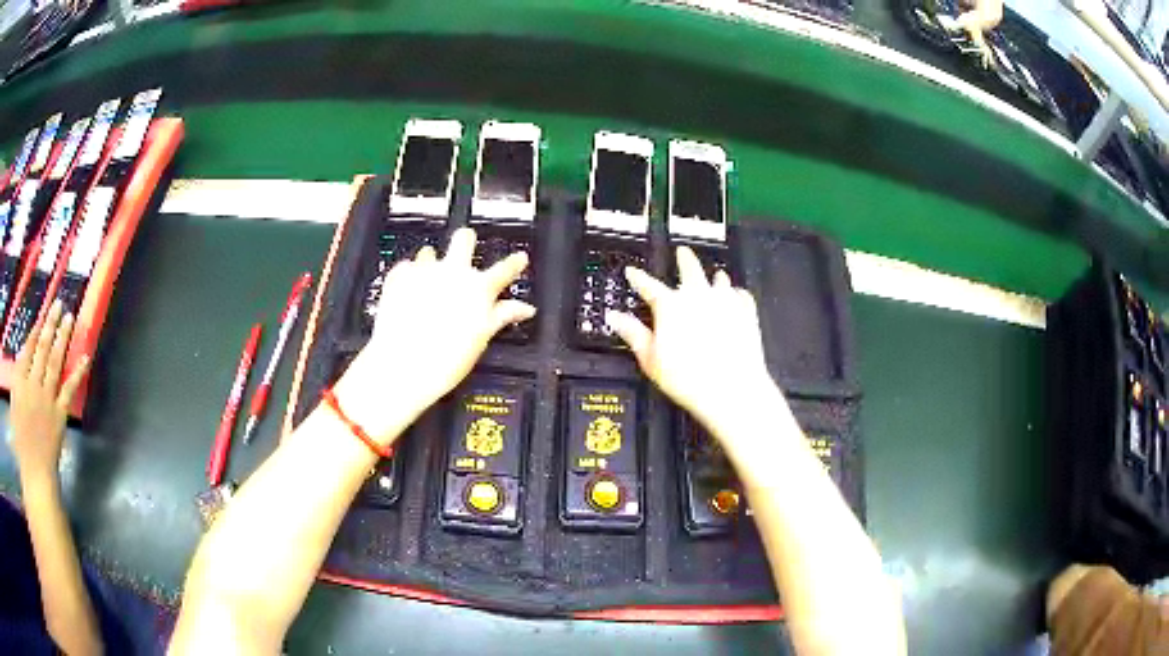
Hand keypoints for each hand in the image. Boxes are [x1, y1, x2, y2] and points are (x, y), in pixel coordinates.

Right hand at [9, 300, 90, 480]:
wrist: (35, 471)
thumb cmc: (21, 442)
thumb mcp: (14, 405)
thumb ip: (18, 382)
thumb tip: (23, 360)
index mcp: (20, 380)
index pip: (28, 348)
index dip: (37, 328)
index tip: (44, 313)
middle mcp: (33, 383)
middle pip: (42, 347)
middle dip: (51, 323)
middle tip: (59, 303)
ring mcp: (47, 397)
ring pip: (55, 360)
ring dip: (62, 337)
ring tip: (70, 317)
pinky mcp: (59, 413)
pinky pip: (69, 388)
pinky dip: (78, 372)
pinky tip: (86, 357)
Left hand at [334, 228, 533, 442]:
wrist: (402, 365)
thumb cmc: (444, 359)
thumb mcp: (481, 338)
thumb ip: (502, 316)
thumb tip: (523, 309)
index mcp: (479, 288)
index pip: (506, 268)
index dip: (515, 262)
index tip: (519, 258)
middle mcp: (454, 272)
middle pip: (464, 239)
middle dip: (466, 241)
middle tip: (465, 250)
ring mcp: (425, 270)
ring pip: (430, 252)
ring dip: (431, 264)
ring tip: (427, 285)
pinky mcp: (399, 276)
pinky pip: (406, 268)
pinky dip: (408, 279)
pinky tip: (407, 295)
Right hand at [605, 246, 775, 438]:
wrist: (731, 388)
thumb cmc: (690, 378)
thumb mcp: (651, 359)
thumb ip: (633, 334)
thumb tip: (616, 318)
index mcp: (670, 305)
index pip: (648, 285)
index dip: (638, 278)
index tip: (633, 272)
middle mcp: (698, 295)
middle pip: (689, 268)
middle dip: (684, 259)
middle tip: (682, 253)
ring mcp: (725, 301)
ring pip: (719, 279)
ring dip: (714, 276)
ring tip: (715, 274)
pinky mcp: (746, 312)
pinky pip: (741, 294)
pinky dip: (737, 294)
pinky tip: (736, 297)